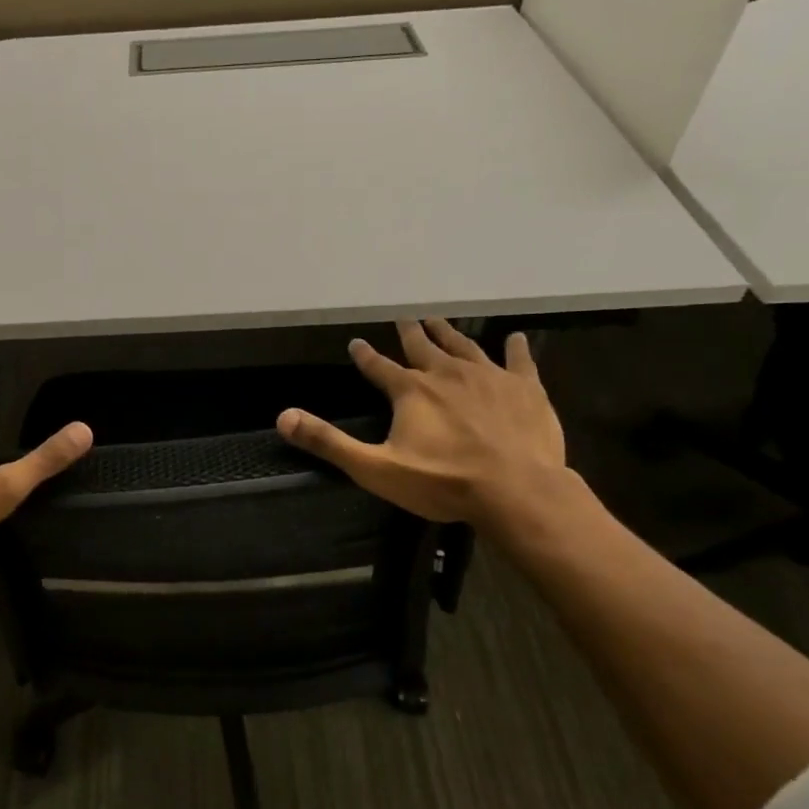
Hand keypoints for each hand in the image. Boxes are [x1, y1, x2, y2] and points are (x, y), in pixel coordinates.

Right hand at [275, 318, 566, 526]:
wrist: (515, 491)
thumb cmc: (442, 482)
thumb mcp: (375, 468)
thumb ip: (329, 441)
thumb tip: (283, 417)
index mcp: (411, 391)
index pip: (379, 367)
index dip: (365, 356)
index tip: (356, 343)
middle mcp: (447, 374)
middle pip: (423, 347)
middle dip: (410, 333)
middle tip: (404, 318)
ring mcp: (489, 377)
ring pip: (465, 347)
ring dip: (449, 333)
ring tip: (439, 320)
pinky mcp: (525, 389)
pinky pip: (519, 361)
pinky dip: (516, 349)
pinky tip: (517, 338)